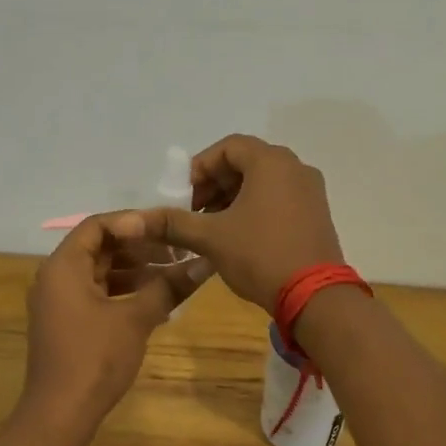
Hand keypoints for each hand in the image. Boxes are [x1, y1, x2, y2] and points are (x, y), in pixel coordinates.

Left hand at [19, 211, 210, 433]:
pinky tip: (156, 300)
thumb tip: (206, 264)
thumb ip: (169, 286)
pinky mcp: (67, 322)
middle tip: (176, 250)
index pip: (97, 225)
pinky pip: (96, 293)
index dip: (133, 222)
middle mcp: (55, 277)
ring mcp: (59, 302)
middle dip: (139, 247)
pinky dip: (124, 291)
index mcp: (63, 266)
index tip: (166, 229)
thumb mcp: (136, 318)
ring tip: (173, 274)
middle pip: (99, 247)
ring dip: (135, 270)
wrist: (60, 414)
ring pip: (100, 272)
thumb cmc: (95, 357)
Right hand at [146, 135, 343, 312]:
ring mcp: (310, 191)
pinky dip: (255, 208)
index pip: (228, 147)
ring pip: (263, 182)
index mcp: (271, 162)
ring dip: (233, 198)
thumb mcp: (211, 238)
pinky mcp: (317, 214)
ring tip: (211, 228)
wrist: (315, 298)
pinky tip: (238, 236)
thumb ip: (172, 223)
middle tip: (193, 213)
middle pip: (246, 163)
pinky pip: (280, 198)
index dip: (200, 168)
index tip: (183, 196)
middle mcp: (295, 167)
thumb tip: (128, 221)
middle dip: (214, 185)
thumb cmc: (260, 255)